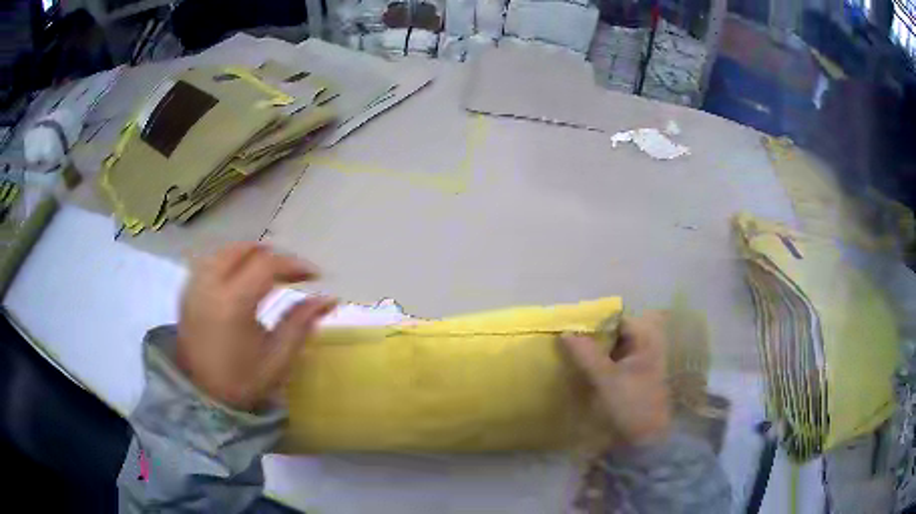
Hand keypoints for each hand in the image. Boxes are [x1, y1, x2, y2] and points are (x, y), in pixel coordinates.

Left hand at [176, 243, 335, 410]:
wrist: (200, 399)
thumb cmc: (241, 383)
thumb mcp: (277, 359)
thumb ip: (300, 323)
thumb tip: (329, 299)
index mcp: (233, 303)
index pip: (267, 264)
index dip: (294, 265)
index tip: (315, 276)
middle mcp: (210, 285)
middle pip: (244, 249)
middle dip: (271, 255)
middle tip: (291, 273)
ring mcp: (194, 287)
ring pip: (225, 251)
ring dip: (250, 255)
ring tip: (268, 272)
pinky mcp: (186, 293)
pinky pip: (210, 262)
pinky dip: (230, 261)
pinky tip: (240, 278)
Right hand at [561, 312, 671, 446]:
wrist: (645, 441)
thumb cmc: (631, 404)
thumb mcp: (606, 378)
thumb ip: (585, 354)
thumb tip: (564, 331)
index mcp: (645, 341)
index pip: (617, 319)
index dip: (595, 320)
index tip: (570, 324)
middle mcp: (643, 348)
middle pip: (614, 333)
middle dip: (591, 335)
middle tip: (565, 337)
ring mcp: (637, 365)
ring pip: (611, 350)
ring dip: (592, 351)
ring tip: (567, 351)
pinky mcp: (629, 381)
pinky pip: (610, 365)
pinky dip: (596, 364)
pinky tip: (579, 369)